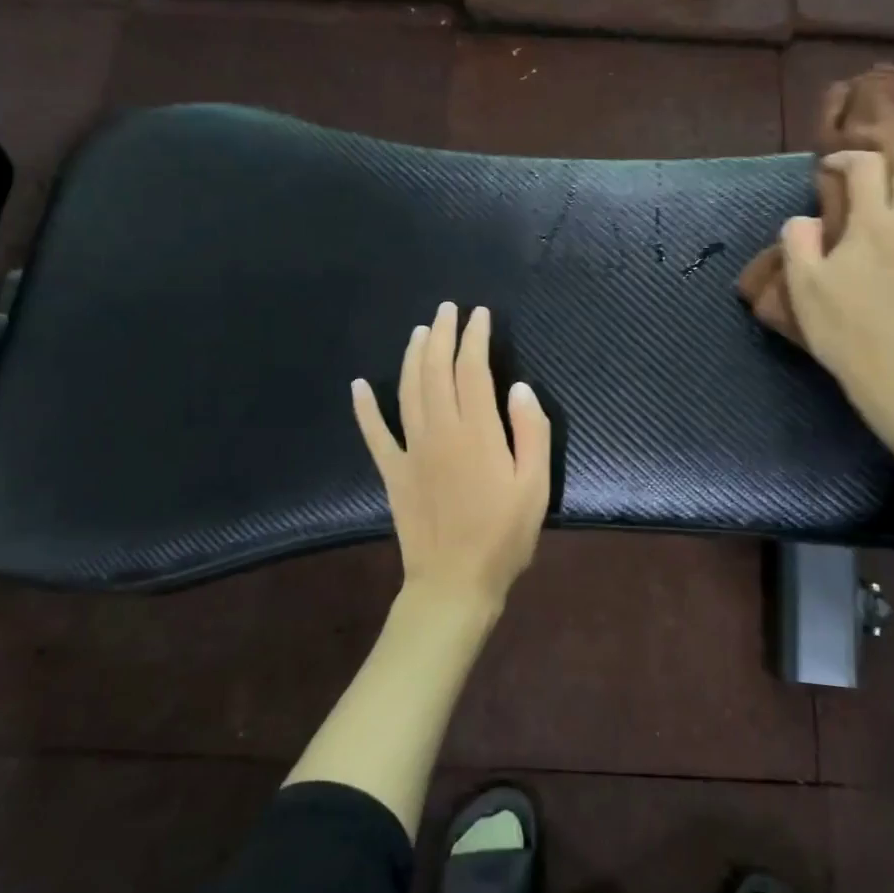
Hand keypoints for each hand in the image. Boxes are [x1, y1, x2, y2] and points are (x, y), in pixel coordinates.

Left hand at [352, 302, 552, 610]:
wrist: (454, 583)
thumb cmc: (503, 536)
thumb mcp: (535, 486)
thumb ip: (531, 433)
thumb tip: (519, 389)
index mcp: (477, 432)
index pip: (472, 370)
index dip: (474, 338)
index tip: (479, 315)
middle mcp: (440, 431)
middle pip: (436, 370)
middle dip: (442, 335)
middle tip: (447, 310)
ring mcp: (411, 450)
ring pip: (407, 390)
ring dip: (412, 357)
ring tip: (419, 332)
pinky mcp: (393, 472)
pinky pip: (375, 433)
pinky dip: (364, 407)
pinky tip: (358, 385)